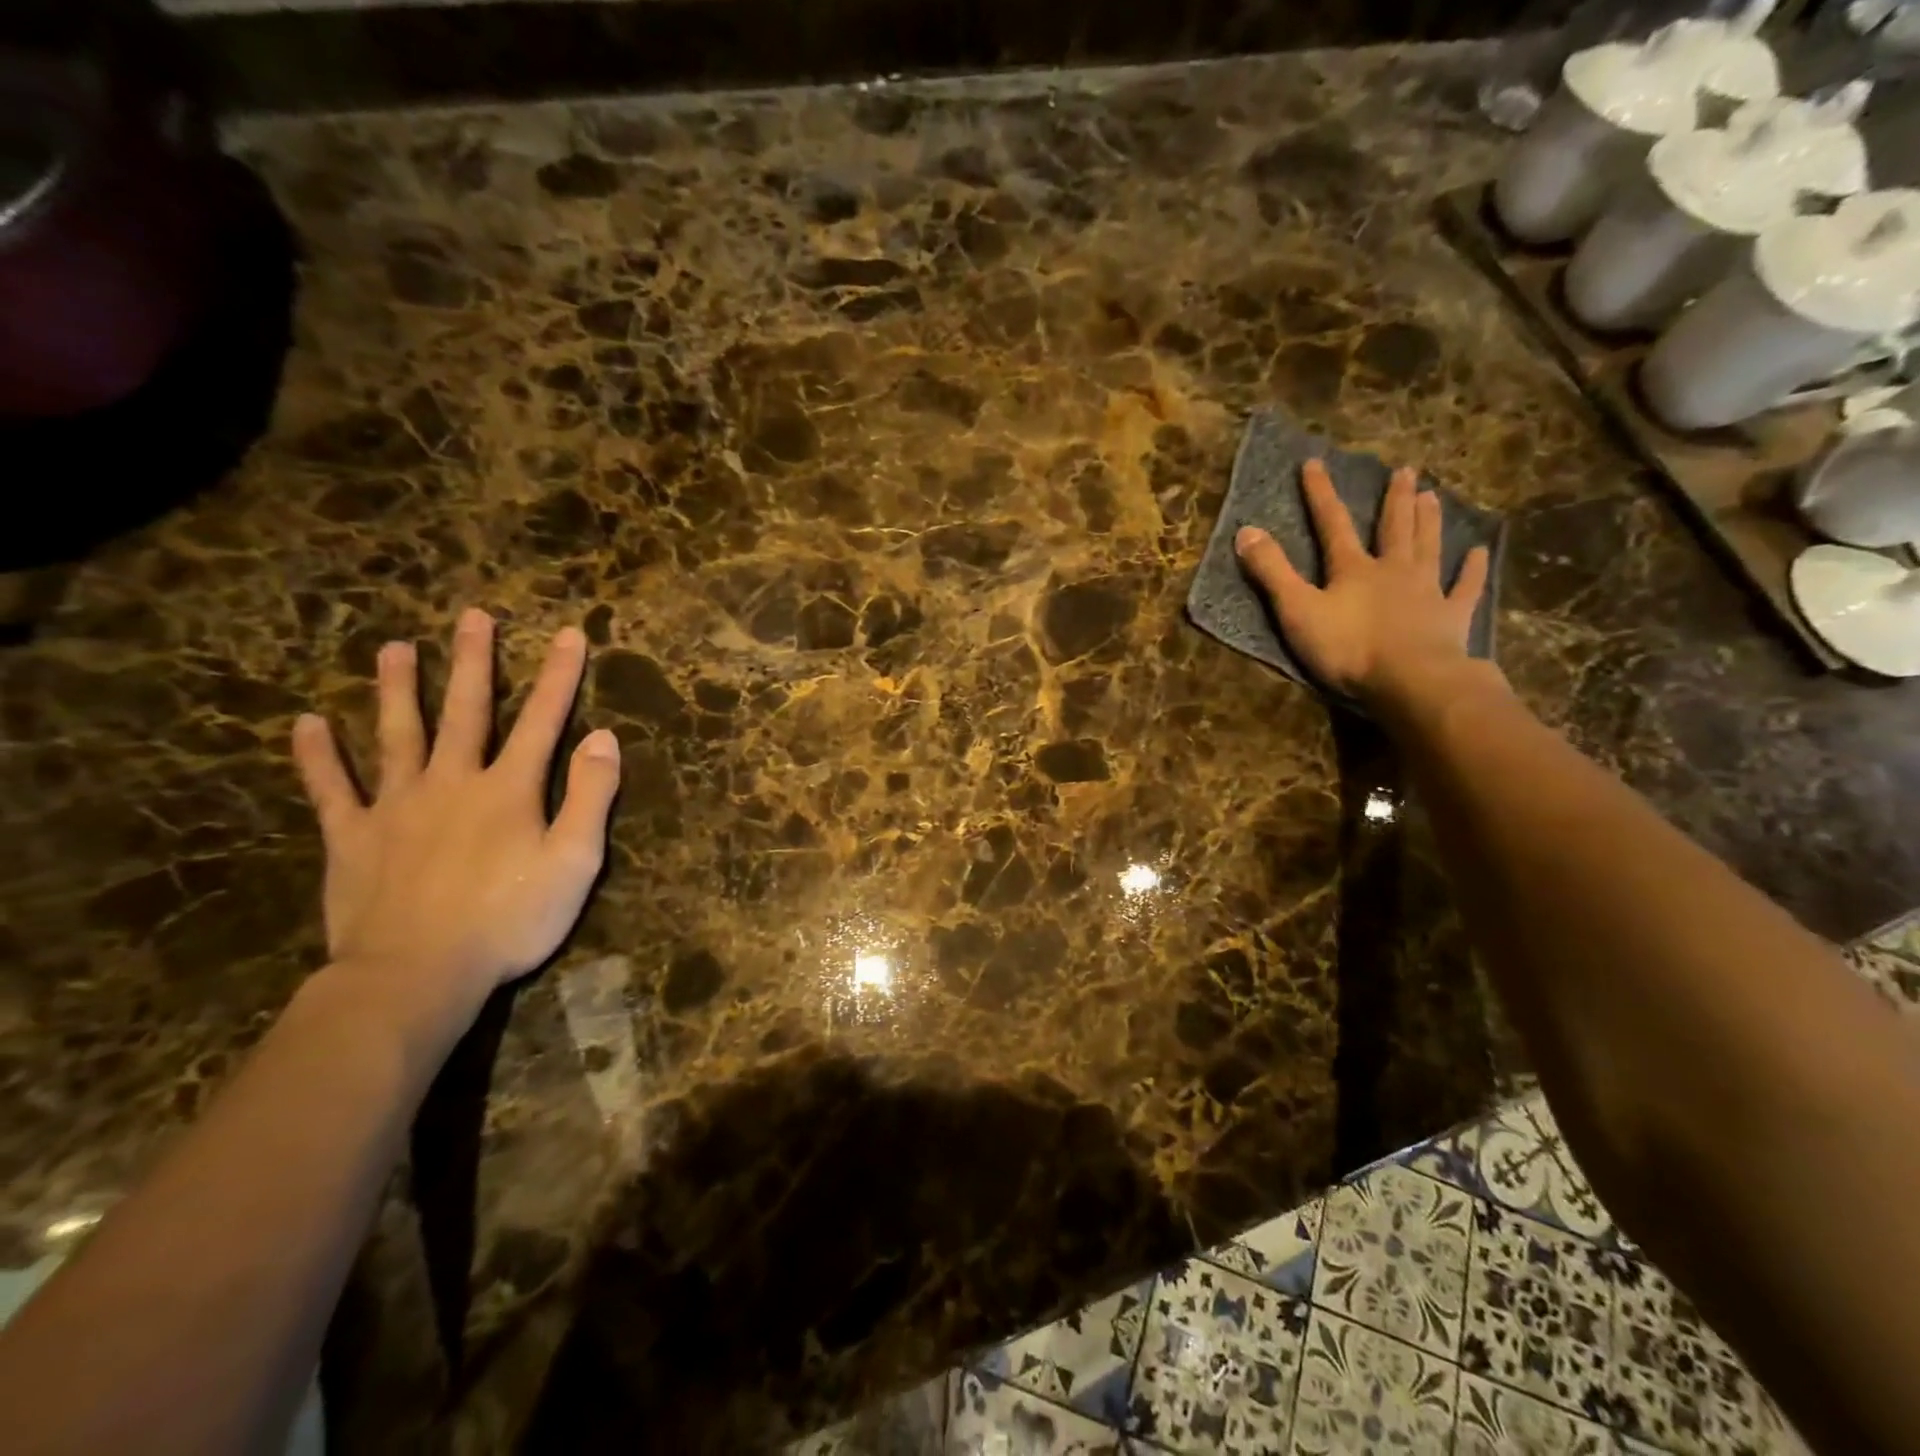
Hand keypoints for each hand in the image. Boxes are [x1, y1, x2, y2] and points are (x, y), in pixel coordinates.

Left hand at [291, 609, 620, 1009]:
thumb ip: (591, 796)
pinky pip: (332, 789)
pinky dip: (318, 757)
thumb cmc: (510, 920)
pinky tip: (306, 724)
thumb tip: (604, 737)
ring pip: (396, 735)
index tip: (567, 634)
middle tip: (472, 616)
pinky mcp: (353, 837)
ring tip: (394, 647)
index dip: (558, 676)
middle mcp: (452, 781)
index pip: (542, 720)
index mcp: (509, 789)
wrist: (416, 974)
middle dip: (473, 662)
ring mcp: (396, 806)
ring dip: (397, 690)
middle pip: (465, 712)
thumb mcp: (575, 862)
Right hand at [1235, 459, 1491, 709]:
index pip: (1332, 524)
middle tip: (1404, 470)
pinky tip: (1479, 552)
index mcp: (1353, 569)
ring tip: (1432, 495)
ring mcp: (1426, 591)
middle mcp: (1392, 570)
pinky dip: (1472, 570)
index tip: (1314, 463)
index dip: (1320, 494)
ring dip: (1429, 521)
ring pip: (1428, 547)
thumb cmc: (1348, 647)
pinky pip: (1464, 587)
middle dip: (1393, 499)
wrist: (1410, 680)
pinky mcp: (1451, 617)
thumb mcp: (1297, 611)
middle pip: (1392, 528)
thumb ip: (1272, 572)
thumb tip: (1245, 530)